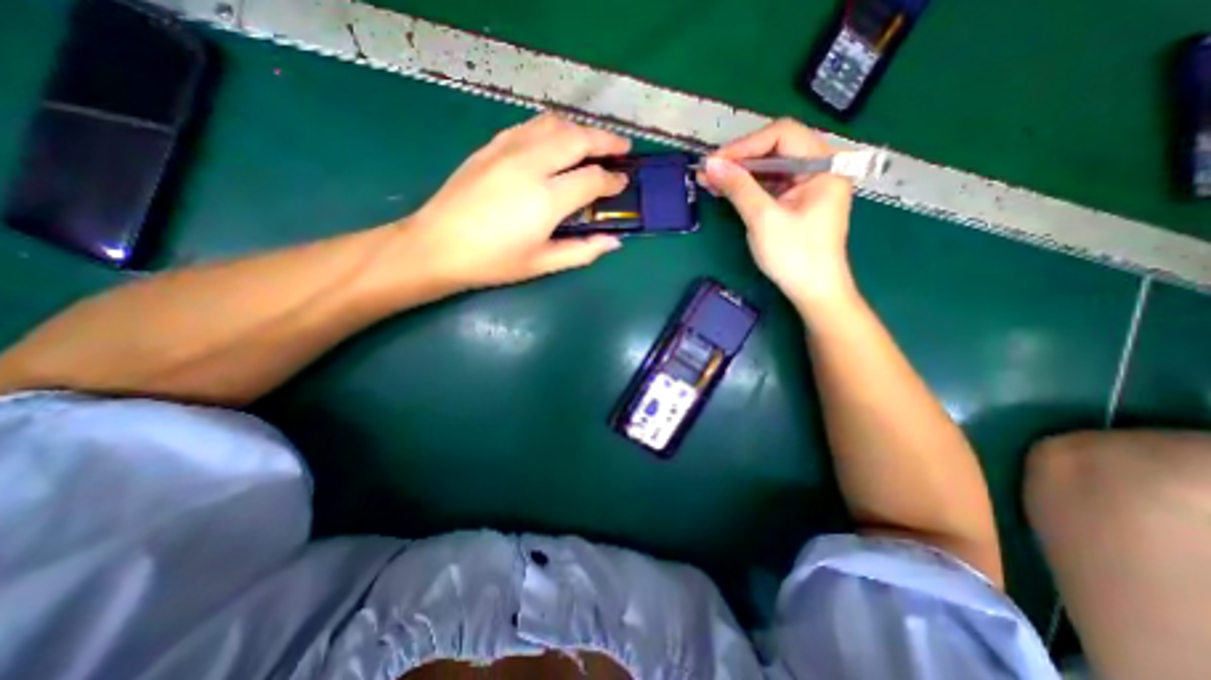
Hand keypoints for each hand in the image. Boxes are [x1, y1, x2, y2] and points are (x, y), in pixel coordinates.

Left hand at [403, 111, 633, 290]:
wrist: (438, 246)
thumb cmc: (493, 262)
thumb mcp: (542, 264)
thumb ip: (582, 251)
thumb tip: (614, 241)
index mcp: (546, 199)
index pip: (591, 179)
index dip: (612, 180)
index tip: (622, 182)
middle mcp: (531, 165)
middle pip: (578, 139)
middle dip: (606, 140)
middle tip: (622, 148)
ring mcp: (508, 150)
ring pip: (554, 124)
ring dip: (579, 130)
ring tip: (591, 143)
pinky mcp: (491, 146)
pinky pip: (530, 126)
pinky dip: (551, 129)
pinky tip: (555, 142)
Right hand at [700, 118, 860, 312]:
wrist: (813, 291)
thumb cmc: (795, 256)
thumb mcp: (764, 219)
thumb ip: (739, 187)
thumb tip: (710, 164)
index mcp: (824, 165)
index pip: (782, 134)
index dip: (745, 145)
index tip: (715, 162)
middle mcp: (819, 168)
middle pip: (775, 148)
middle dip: (740, 158)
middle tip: (709, 171)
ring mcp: (808, 185)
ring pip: (770, 167)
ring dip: (740, 173)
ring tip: (710, 181)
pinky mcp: (796, 202)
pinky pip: (770, 185)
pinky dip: (747, 187)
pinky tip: (726, 190)